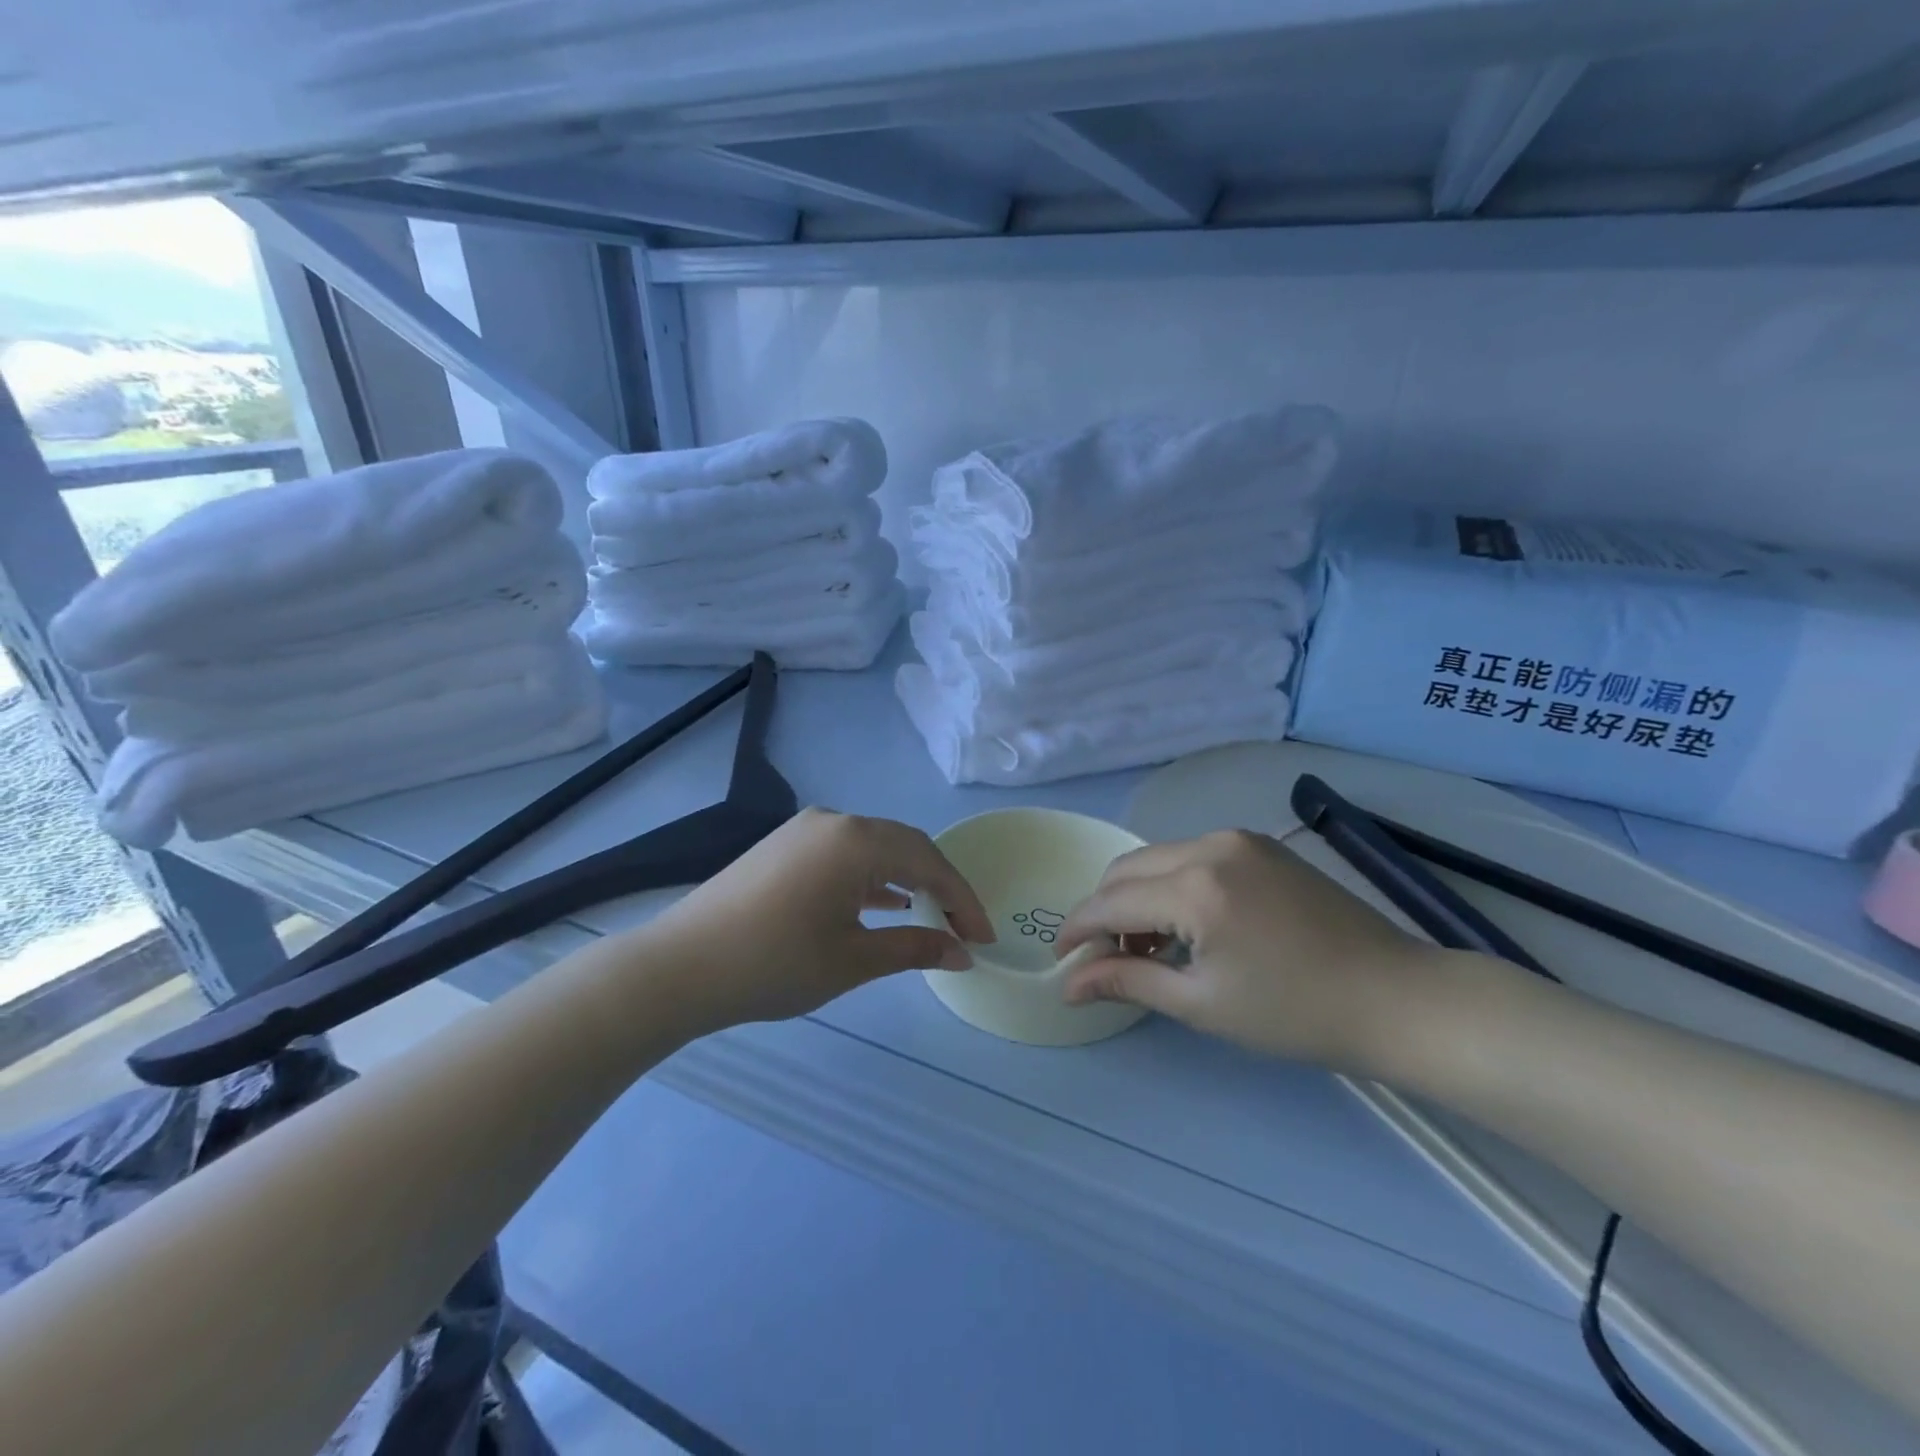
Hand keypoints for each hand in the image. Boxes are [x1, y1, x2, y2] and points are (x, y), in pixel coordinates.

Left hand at [645, 808, 994, 1032]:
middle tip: (963, 929)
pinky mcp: (784, 846)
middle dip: (940, 886)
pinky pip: (844, 854)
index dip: (964, 900)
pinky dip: (871, 877)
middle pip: (905, 846)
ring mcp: (805, 830)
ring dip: (907, 879)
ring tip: (932, 916)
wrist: (679, 967)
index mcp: (857, 840)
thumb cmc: (774, 964)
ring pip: (875, 848)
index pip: (930, 862)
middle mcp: (835, 821)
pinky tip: (884, 903)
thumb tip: (962, 952)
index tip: (985, 937)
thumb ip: (914, 948)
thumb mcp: (853, 960)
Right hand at [1054, 830, 1445, 1070]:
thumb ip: (1127, 981)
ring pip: (1157, 859)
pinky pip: (1191, 856)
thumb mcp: (1201, 1004)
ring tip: (1147, 947)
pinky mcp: (1259, 845)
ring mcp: (1238, 840)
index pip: (1110, 901)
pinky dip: (1171, 885)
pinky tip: (1186, 925)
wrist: (1396, 997)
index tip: (1061, 960)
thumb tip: (1069, 985)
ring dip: (1137, 897)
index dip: (1078, 929)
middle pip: (1126, 869)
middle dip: (1103, 910)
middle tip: (1105, 958)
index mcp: (1195, 888)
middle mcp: (1209, 846)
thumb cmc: (1295, 1012)